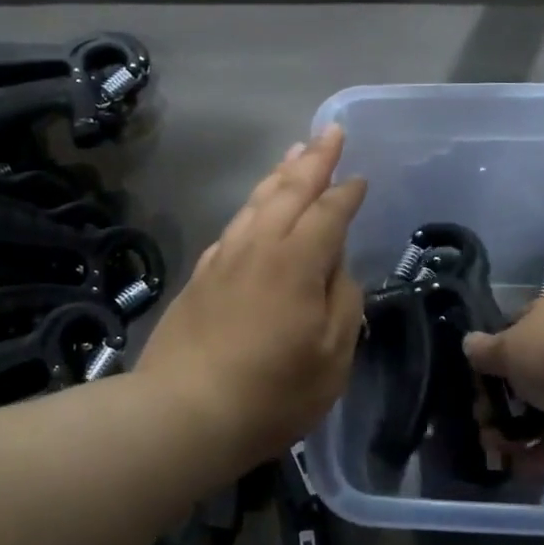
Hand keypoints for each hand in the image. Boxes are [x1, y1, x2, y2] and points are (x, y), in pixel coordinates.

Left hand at [138, 126, 367, 460]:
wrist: (183, 411)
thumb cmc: (271, 392)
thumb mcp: (331, 357)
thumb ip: (343, 303)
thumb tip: (338, 269)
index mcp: (297, 261)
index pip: (329, 212)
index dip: (347, 192)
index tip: (360, 177)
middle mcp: (259, 246)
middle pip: (289, 190)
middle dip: (313, 159)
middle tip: (328, 132)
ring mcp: (224, 258)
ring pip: (256, 202)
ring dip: (279, 174)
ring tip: (294, 154)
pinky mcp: (200, 275)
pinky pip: (234, 226)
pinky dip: (251, 207)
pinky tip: (254, 210)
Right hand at [464, 297, 543, 476]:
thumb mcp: (510, 348)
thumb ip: (485, 353)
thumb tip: (468, 345)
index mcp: (542, 322)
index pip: (508, 337)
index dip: (487, 362)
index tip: (471, 387)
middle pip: (523, 380)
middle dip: (498, 405)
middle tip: (480, 426)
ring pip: (542, 415)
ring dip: (516, 434)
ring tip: (492, 453)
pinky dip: (541, 457)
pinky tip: (515, 470)